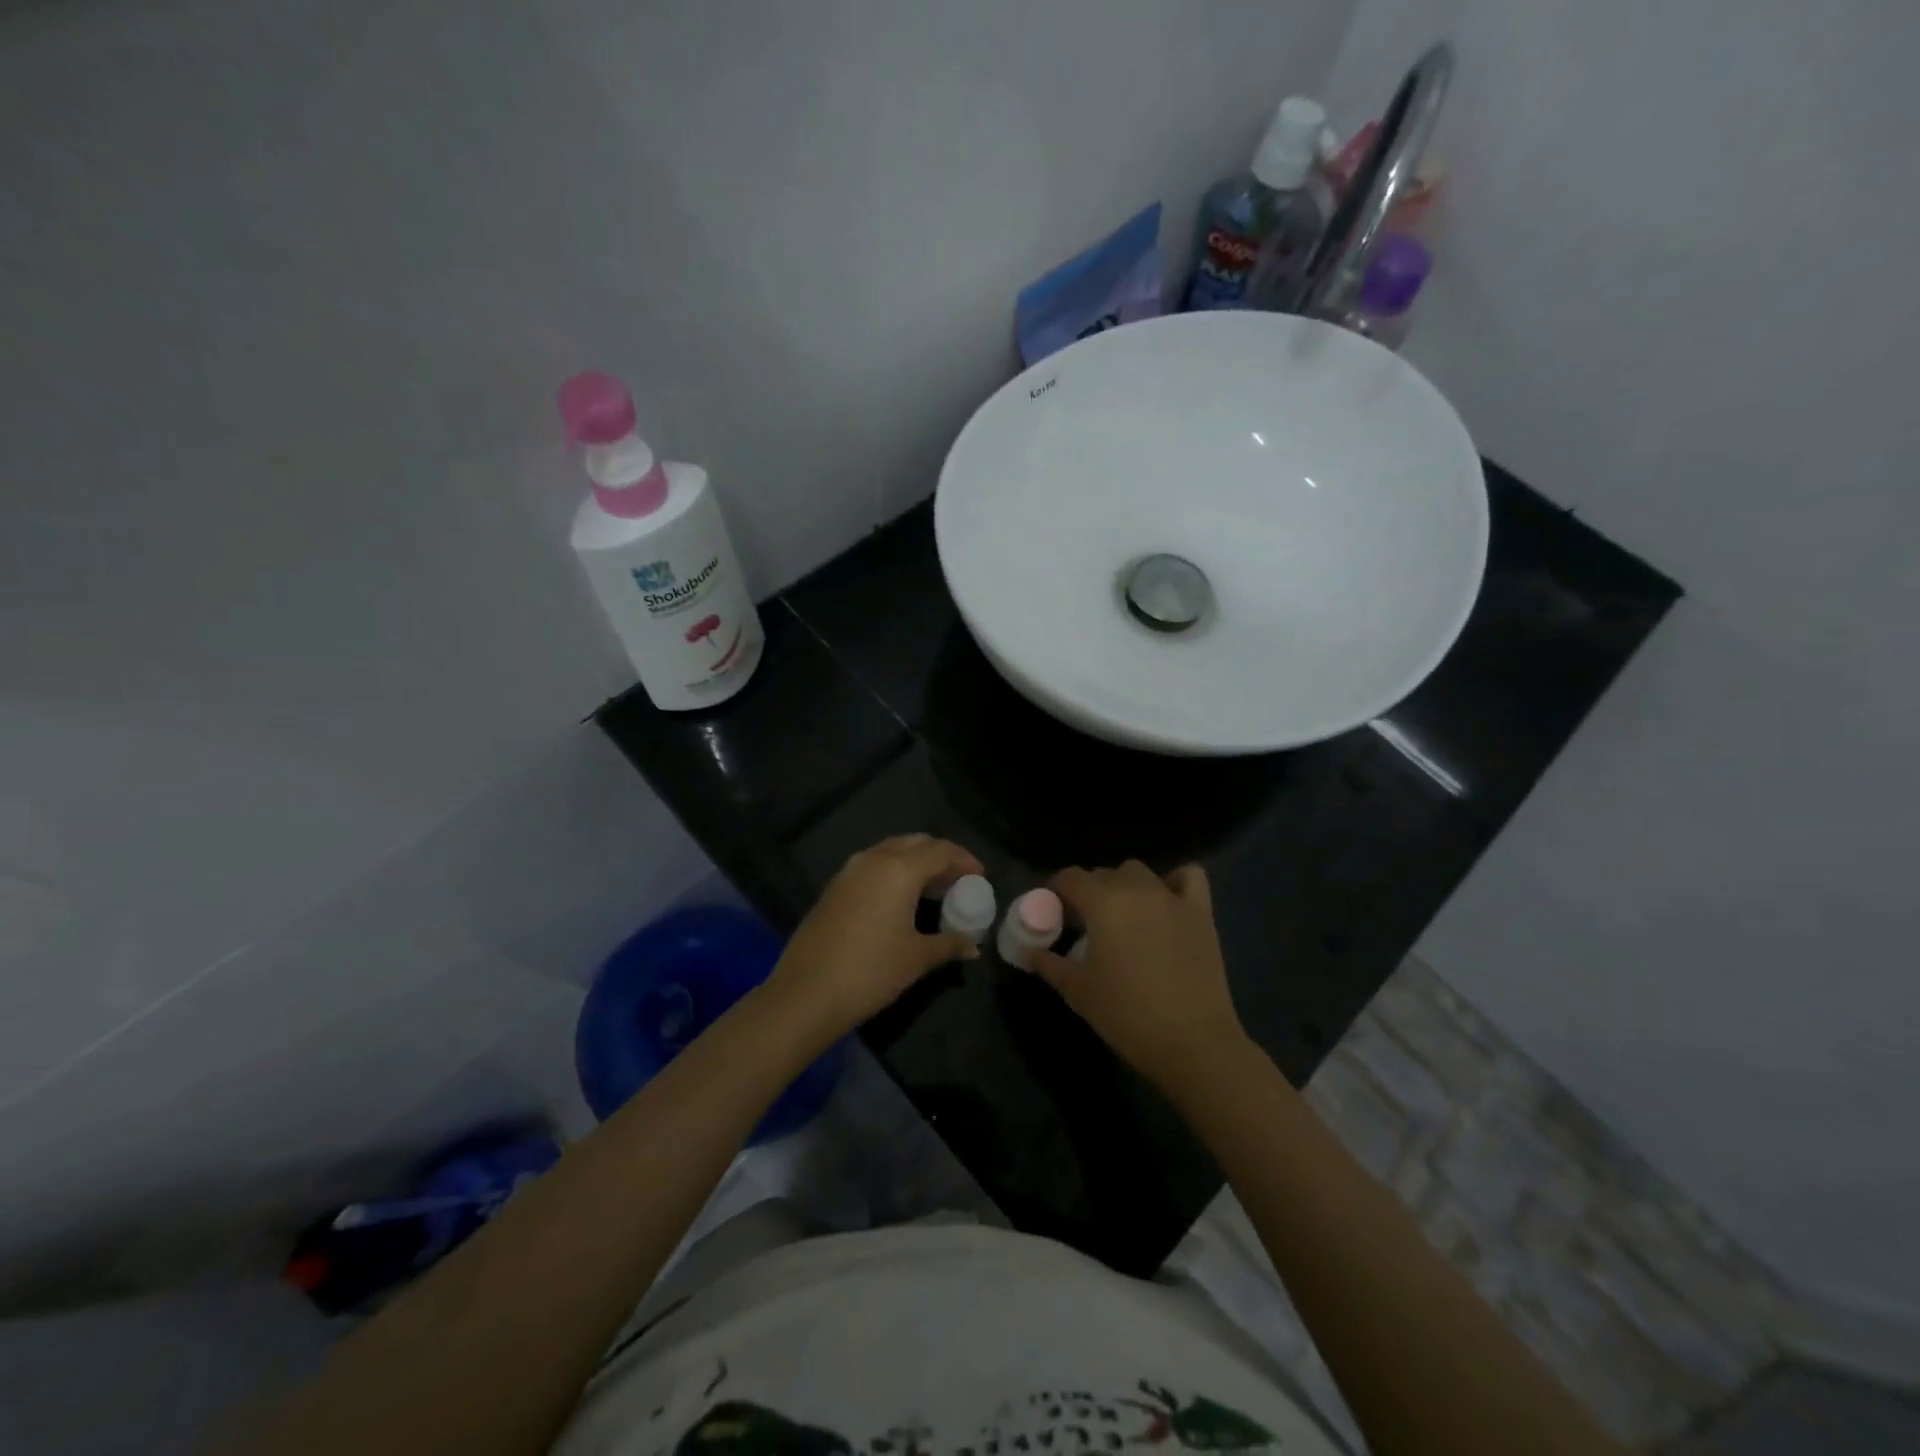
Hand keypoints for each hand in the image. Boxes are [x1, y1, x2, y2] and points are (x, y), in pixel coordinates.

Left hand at [765, 835, 983, 1042]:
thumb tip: (973, 947)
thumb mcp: (917, 958)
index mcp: (899, 869)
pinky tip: (899, 899)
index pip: (941, 850)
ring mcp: (849, 871)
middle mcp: (874, 859)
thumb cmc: (871, 971)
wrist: (806, 993)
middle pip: (915, 843)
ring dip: (914, 862)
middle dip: (940, 856)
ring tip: (932, 888)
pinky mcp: (833, 887)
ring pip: (890, 851)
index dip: (964, 860)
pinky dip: (892, 872)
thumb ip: (949, 944)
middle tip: (957, 879)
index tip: (980, 876)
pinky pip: (872, 866)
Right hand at [1030, 860, 1248, 1090]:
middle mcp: (1136, 889)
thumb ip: (1049, 964)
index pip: (1070, 877)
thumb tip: (1029, 951)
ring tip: (1123, 914)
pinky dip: (1174, 880)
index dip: (1057, 890)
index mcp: (1103, 903)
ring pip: (1139, 872)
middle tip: (1086, 923)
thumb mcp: (1077, 991)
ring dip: (1125, 885)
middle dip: (1089, 892)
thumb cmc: (1126, 1015)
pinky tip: (1166, 900)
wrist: (1192, 1042)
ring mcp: (1172, 897)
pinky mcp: (1201, 912)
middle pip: (1104, 874)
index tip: (1054, 910)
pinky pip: (1188, 877)